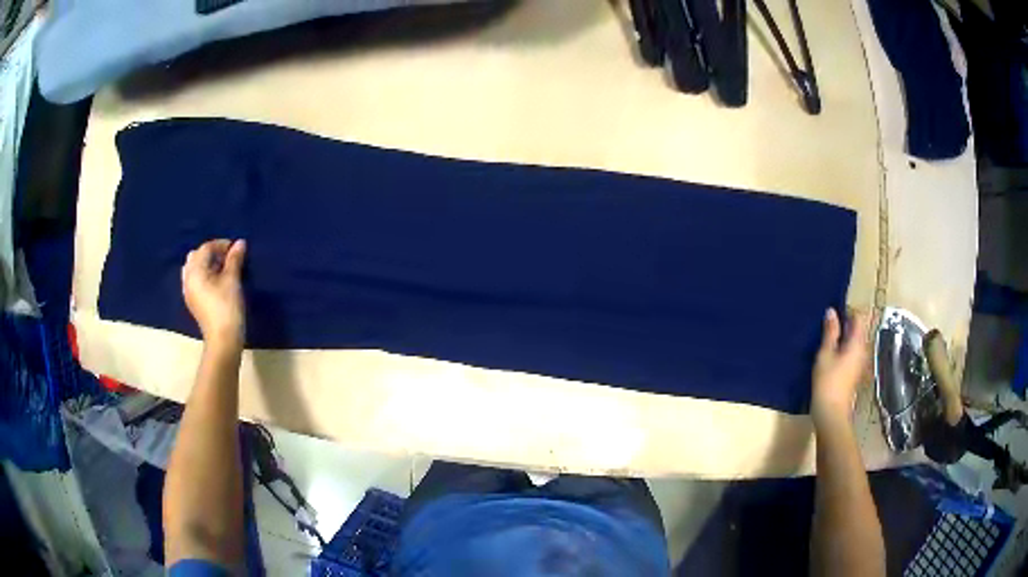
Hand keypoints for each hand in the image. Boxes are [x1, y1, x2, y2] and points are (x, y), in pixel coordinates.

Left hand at [181, 239, 246, 350]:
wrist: (222, 340)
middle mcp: (188, 279)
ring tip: (222, 270)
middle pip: (196, 256)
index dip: (221, 245)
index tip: (236, 249)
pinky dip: (204, 276)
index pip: (206, 248)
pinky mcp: (193, 302)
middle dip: (211, 253)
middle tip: (228, 259)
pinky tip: (216, 283)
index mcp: (195, 271)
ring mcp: (188, 292)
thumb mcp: (232, 280)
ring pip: (194, 269)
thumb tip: (240, 242)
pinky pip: (195, 280)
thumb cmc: (227, 307)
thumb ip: (234, 259)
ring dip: (206, 264)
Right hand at [812, 308, 870, 428]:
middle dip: (844, 324)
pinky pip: (850, 353)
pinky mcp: (854, 373)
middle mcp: (863, 350)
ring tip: (825, 340)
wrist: (831, 414)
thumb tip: (831, 312)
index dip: (848, 311)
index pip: (859, 317)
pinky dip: (842, 349)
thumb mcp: (825, 354)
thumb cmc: (828, 382)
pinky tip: (829, 355)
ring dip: (842, 338)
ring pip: (853, 342)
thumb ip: (830, 332)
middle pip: (857, 329)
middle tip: (826, 326)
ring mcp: (859, 363)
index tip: (833, 313)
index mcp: (858, 343)